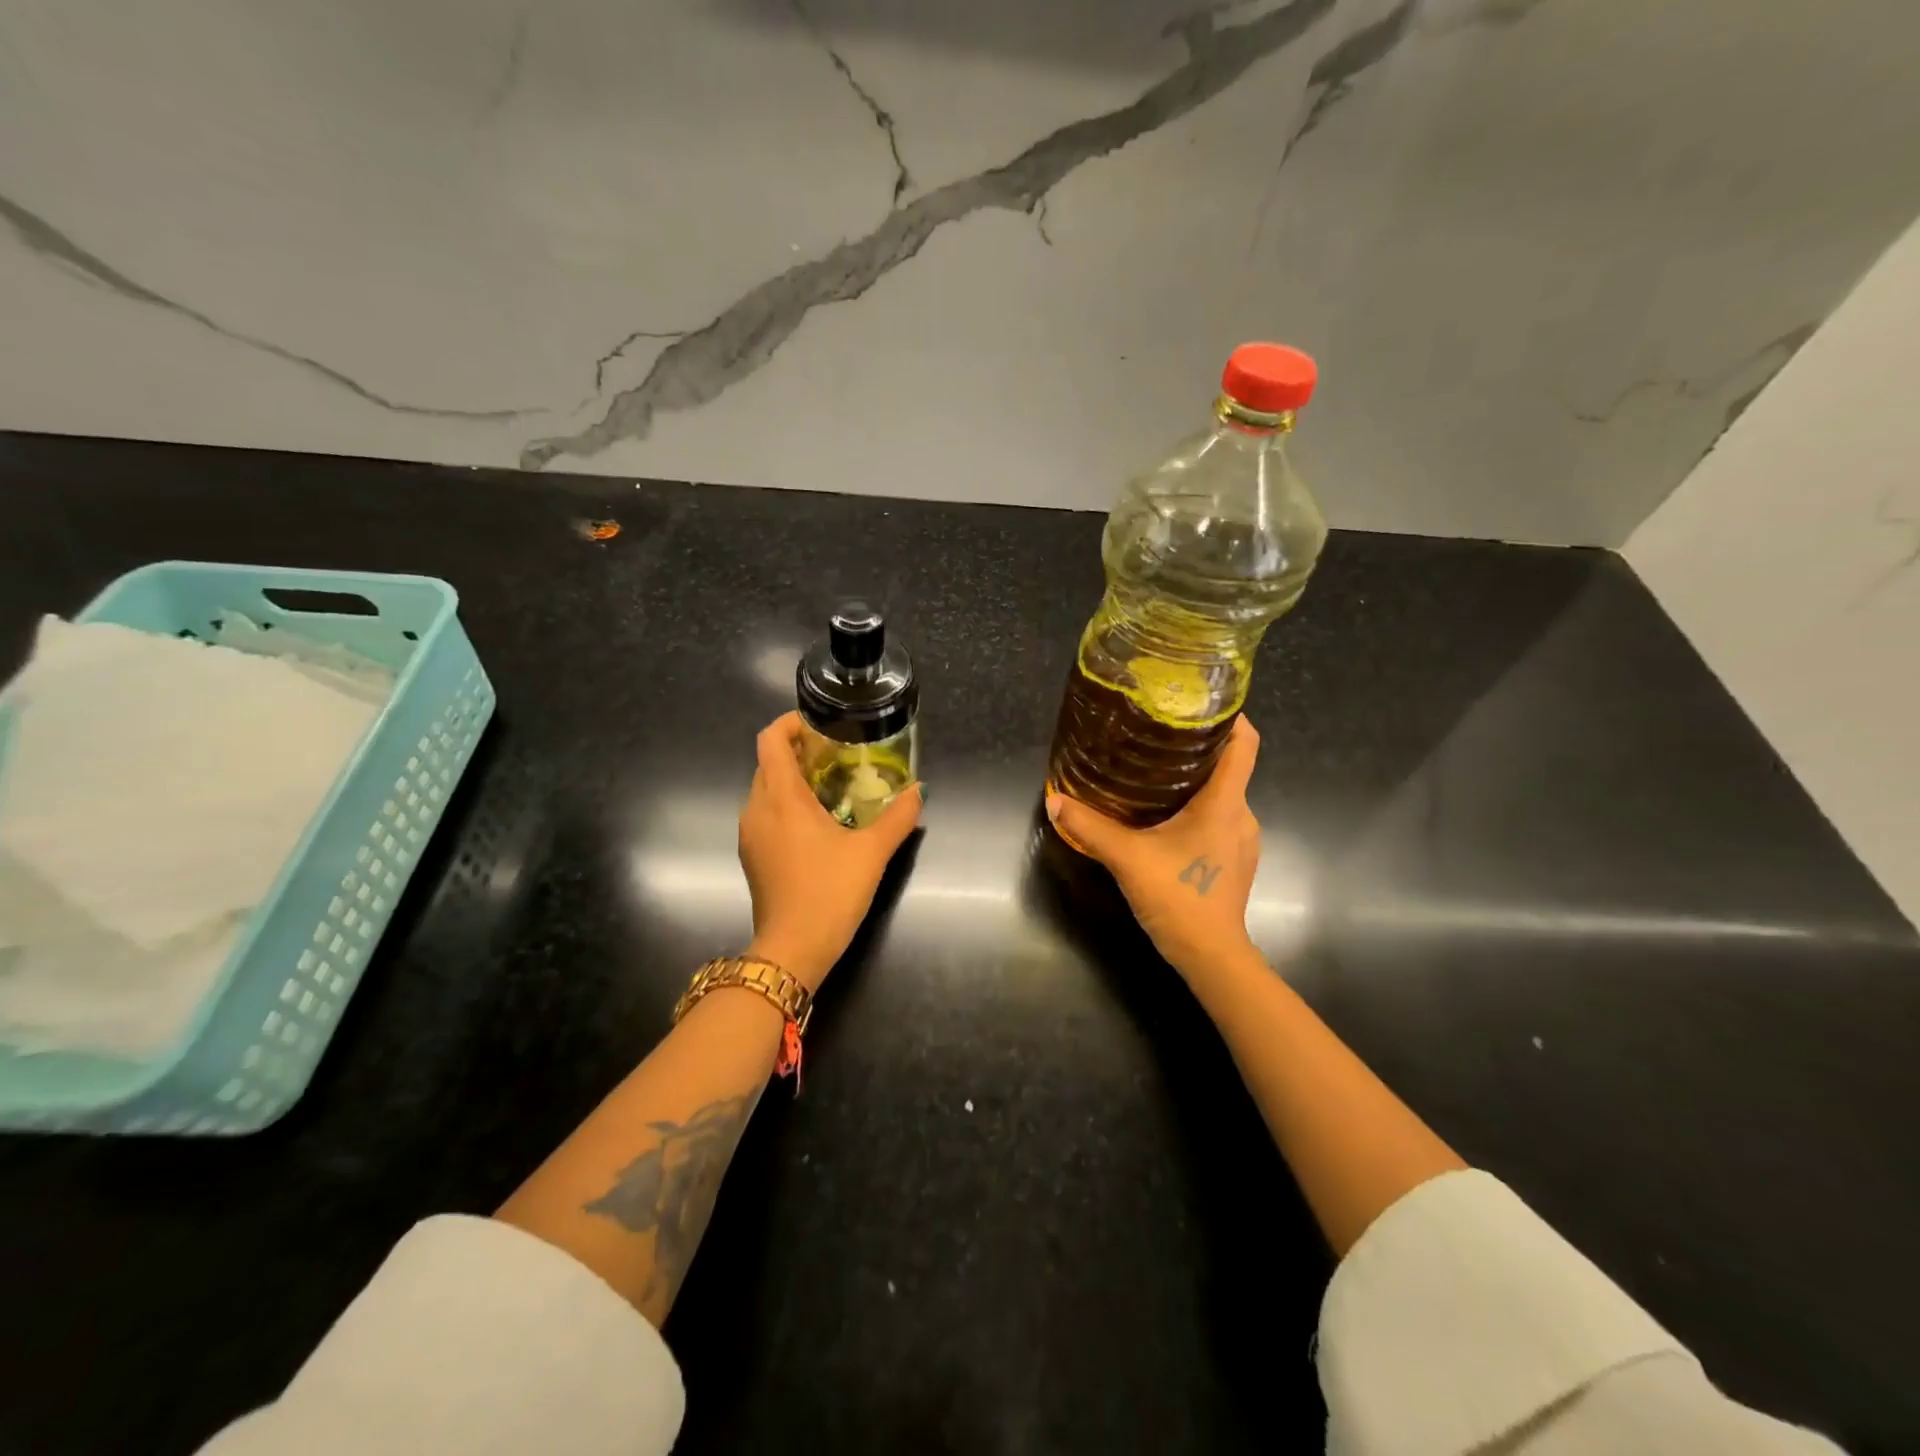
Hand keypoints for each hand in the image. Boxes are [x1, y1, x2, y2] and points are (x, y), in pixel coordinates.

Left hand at [738, 711, 922, 990]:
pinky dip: (786, 805)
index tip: (821, 726)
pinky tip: (817, 823)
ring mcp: (750, 834)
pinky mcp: (752, 856)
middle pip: (768, 762)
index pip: (771, 739)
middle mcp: (757, 808)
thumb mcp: (872, 851)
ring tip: (831, 786)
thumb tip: (920, 790)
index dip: (791, 723)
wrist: (793, 949)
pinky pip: (765, 814)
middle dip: (798, 751)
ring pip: (765, 789)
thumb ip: (898, 816)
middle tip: (837, 755)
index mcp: (781, 797)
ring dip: (792, 779)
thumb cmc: (830, 892)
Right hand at [1045, 716, 1262, 980]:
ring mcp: (1242, 840)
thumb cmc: (1178, 897)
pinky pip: (1220, 820)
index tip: (1200, 703)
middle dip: (1198, 749)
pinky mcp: (1235, 860)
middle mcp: (1242, 814)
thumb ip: (1089, 827)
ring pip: (1223, 796)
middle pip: (1230, 767)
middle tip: (1157, 739)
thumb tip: (1054, 800)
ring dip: (1196, 783)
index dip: (1231, 717)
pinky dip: (1198, 810)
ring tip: (1156, 775)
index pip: (1245, 744)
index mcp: (1225, 803)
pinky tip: (1166, 820)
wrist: (1211, 956)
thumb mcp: (1126, 858)